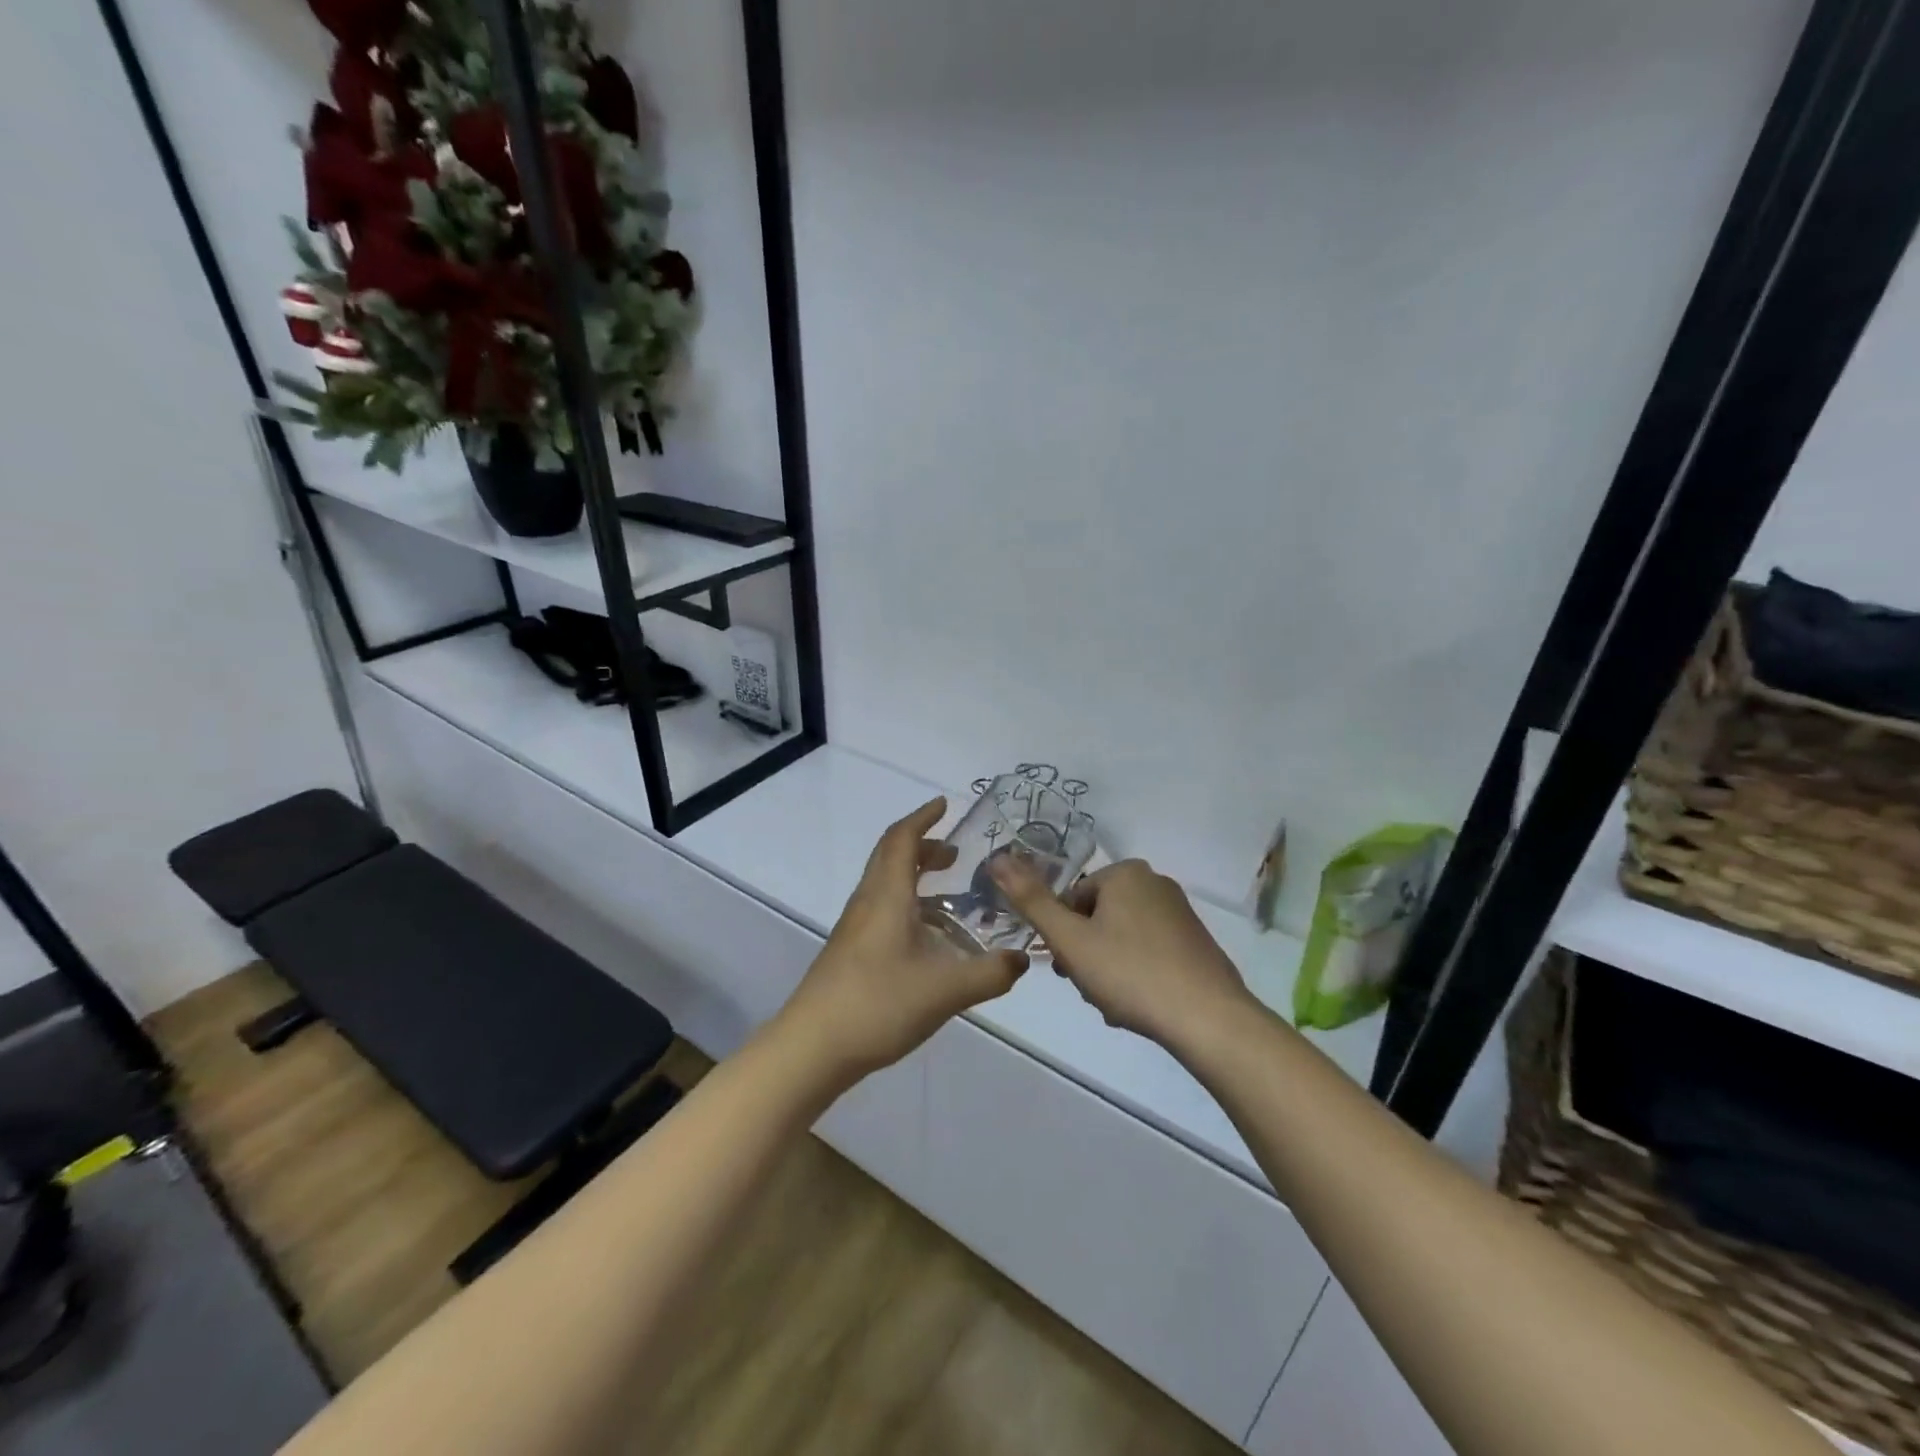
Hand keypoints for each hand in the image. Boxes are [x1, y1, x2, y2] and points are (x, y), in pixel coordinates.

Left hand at [772, 798, 1028, 1085]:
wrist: (812, 1047)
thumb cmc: (878, 1004)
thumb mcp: (946, 990)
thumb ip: (990, 974)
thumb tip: (1022, 960)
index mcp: (887, 896)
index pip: (902, 839)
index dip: (923, 817)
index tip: (944, 804)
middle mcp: (868, 903)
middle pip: (891, 857)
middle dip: (923, 846)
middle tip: (956, 854)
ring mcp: (854, 928)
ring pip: (885, 885)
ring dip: (915, 878)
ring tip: (951, 897)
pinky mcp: (850, 952)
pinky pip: (882, 911)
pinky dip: (908, 907)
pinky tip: (930, 941)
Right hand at [991, 857, 1254, 1053]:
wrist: (1208, 1018)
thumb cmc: (1130, 973)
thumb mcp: (1070, 940)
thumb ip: (1031, 901)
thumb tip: (997, 859)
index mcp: (1125, 873)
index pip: (1071, 900)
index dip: (1062, 937)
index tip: (1066, 969)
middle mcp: (1155, 882)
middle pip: (1096, 918)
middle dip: (1086, 954)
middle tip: (1091, 989)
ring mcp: (1180, 913)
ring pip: (1121, 938)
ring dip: (1108, 969)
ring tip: (1115, 1003)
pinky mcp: (1196, 942)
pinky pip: (1149, 952)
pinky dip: (1137, 975)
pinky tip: (1139, 1005)